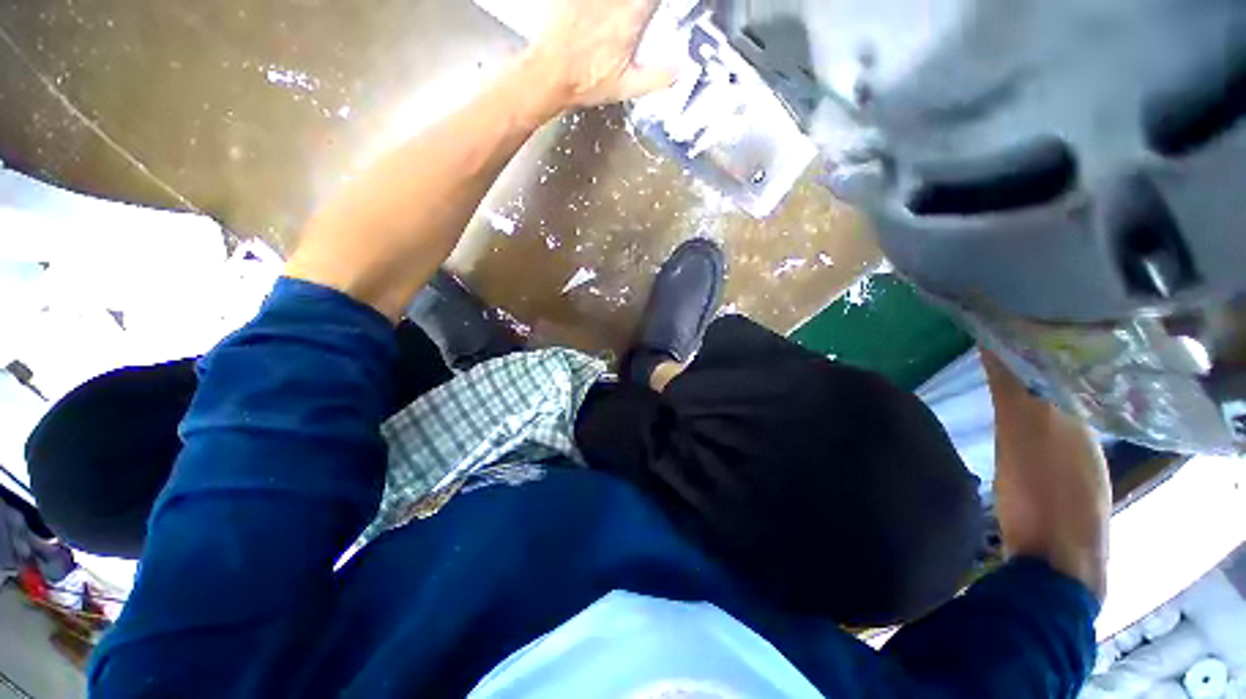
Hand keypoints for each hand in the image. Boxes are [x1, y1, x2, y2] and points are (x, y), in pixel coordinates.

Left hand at [524, 0, 676, 108]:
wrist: (548, 76)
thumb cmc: (586, 84)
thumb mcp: (625, 88)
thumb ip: (656, 78)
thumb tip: (681, 68)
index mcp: (629, 19)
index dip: (656, 5)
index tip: (657, 9)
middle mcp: (612, 1)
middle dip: (641, 5)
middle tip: (638, 14)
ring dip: (621, 5)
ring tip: (619, 15)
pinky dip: (595, 6)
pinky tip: (599, 13)